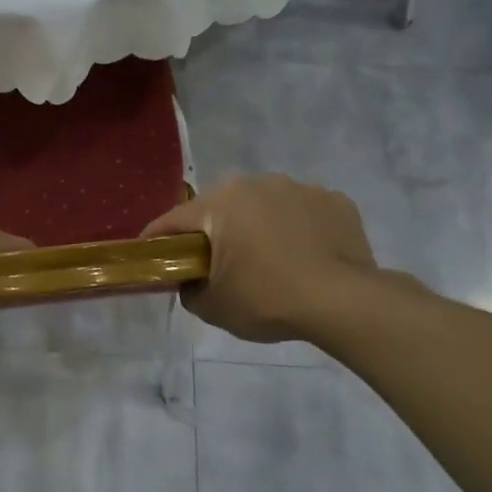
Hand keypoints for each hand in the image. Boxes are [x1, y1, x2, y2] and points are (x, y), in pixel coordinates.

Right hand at [143, 175, 390, 344]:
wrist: (343, 303)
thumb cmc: (267, 299)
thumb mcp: (212, 307)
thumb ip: (189, 290)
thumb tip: (192, 281)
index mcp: (221, 203)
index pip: (174, 220)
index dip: (157, 239)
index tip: (148, 254)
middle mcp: (258, 184)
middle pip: (222, 209)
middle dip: (214, 232)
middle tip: (216, 264)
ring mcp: (301, 188)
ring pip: (266, 207)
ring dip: (259, 227)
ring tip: (268, 261)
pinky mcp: (337, 201)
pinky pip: (304, 213)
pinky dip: (298, 230)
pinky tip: (305, 257)